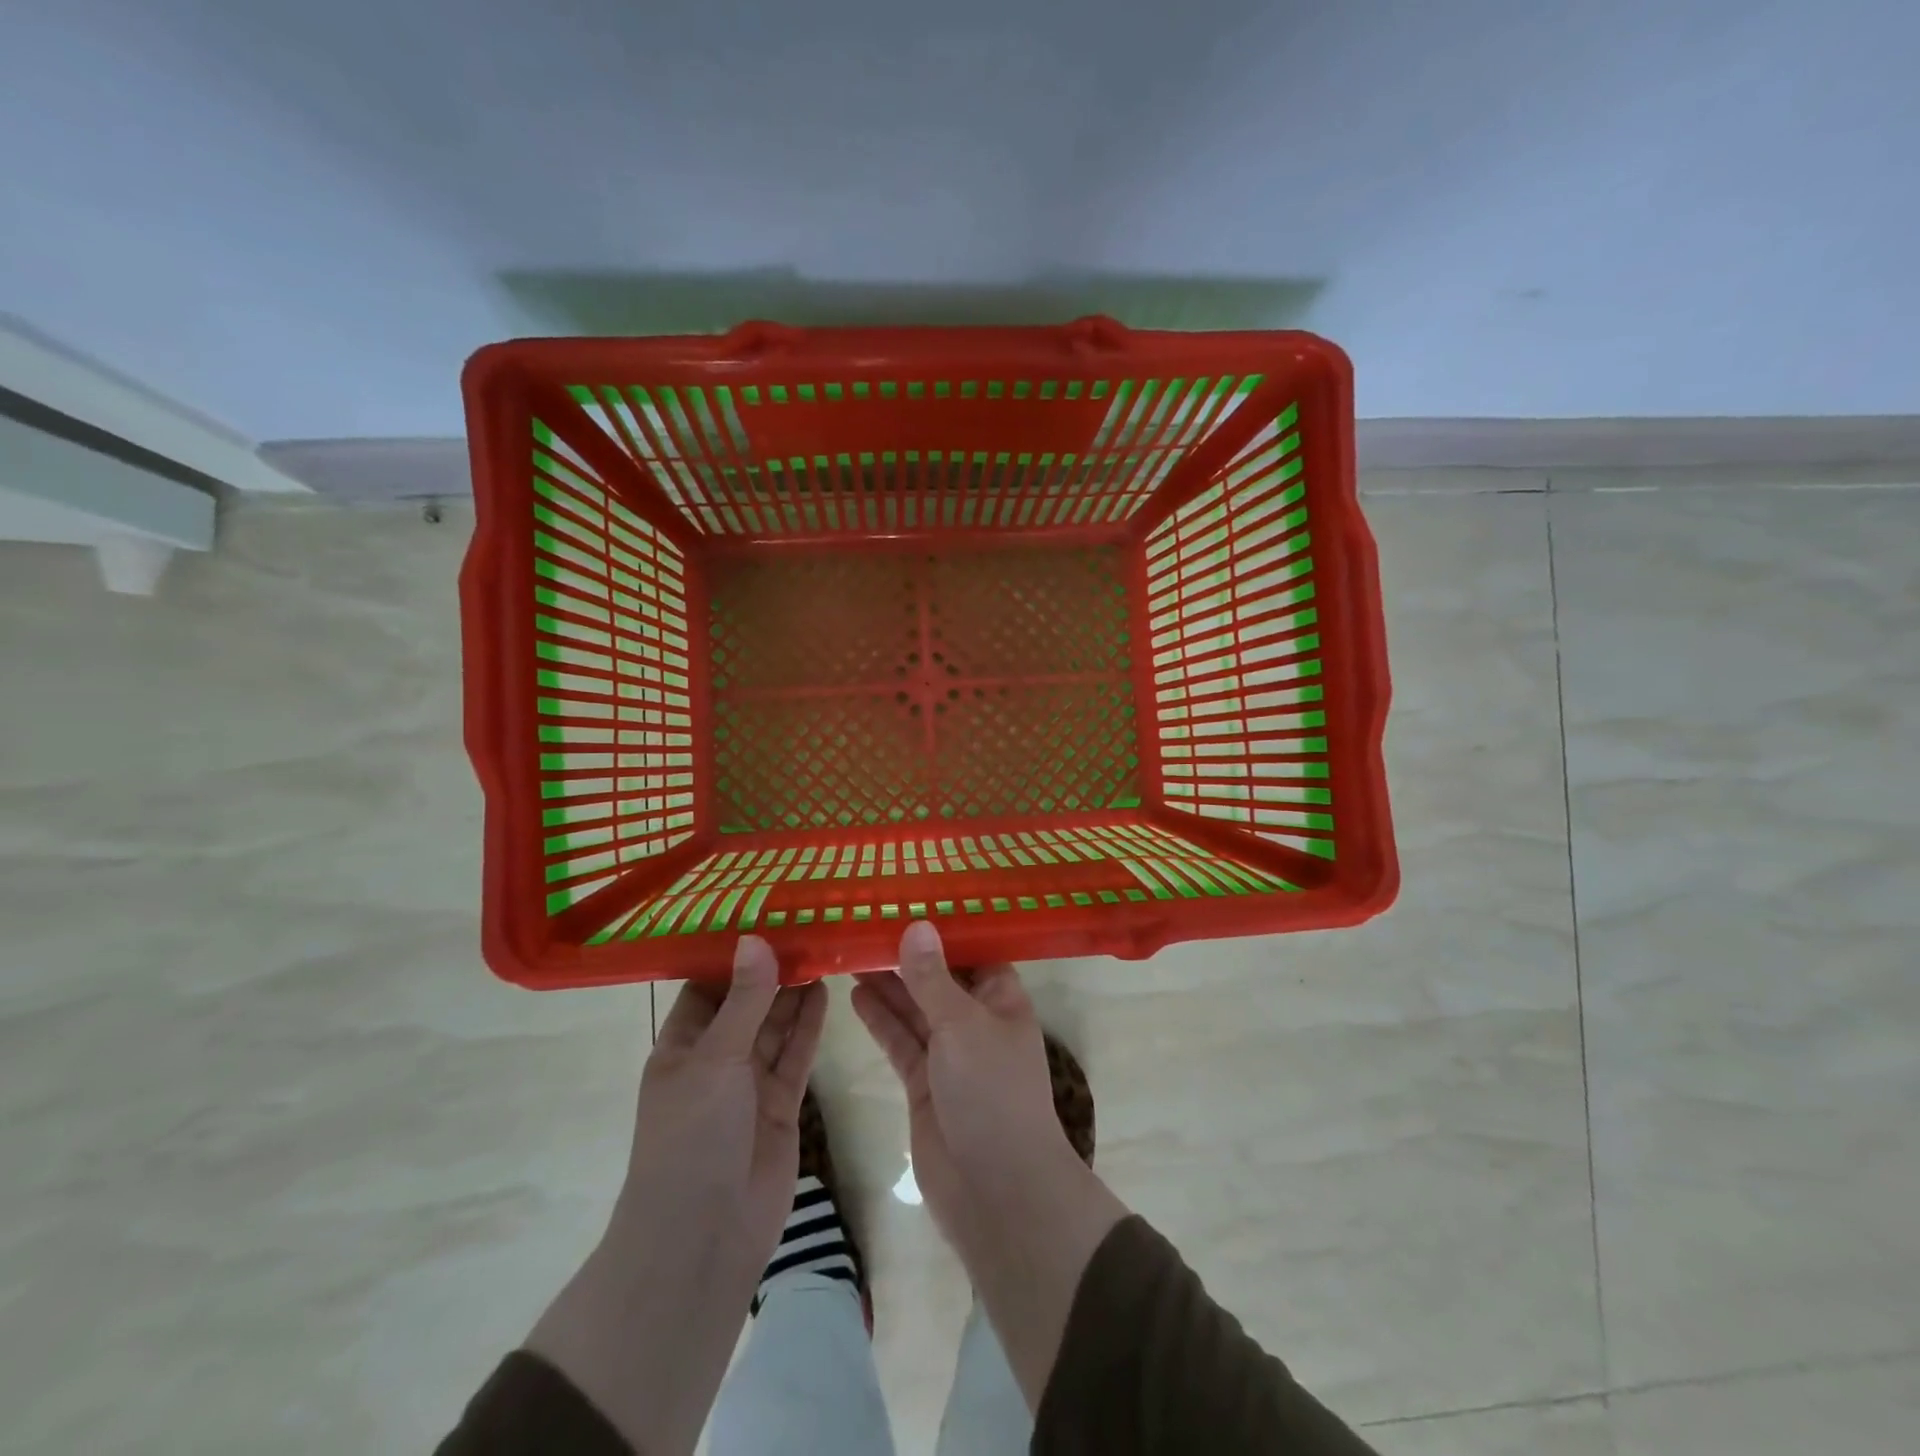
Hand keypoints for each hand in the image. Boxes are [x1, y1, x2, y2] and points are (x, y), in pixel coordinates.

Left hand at [620, 934, 827, 1256]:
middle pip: (747, 1003)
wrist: (704, 1236)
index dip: (731, 955)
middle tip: (805, 925)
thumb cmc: (692, 1138)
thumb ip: (743, 1000)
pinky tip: (826, 992)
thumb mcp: (714, 1060)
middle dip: (771, 969)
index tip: (763, 915)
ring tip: (821, 948)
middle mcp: (715, 1060)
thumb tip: (755, 939)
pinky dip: (809, 1026)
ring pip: (775, 1026)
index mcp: (682, 1047)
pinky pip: (796, 1055)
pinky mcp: (782, 1104)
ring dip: (794, 993)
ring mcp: (749, 1084)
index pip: (706, 987)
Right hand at [850, 921, 1075, 1236]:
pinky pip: (900, 1042)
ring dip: (887, 984)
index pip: (972, 951)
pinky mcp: (924, 1084)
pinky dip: (880, 1020)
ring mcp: (949, 1054)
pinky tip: (854, 995)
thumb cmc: (992, 1093)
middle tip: (864, 924)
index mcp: (1001, 999)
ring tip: (850, 951)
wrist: (996, 1192)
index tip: (908, 901)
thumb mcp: (962, 1025)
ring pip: (914, 1009)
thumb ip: (933, 978)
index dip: (943, 928)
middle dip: (906, 954)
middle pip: (937, 978)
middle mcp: (976, 1021)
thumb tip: (916, 925)